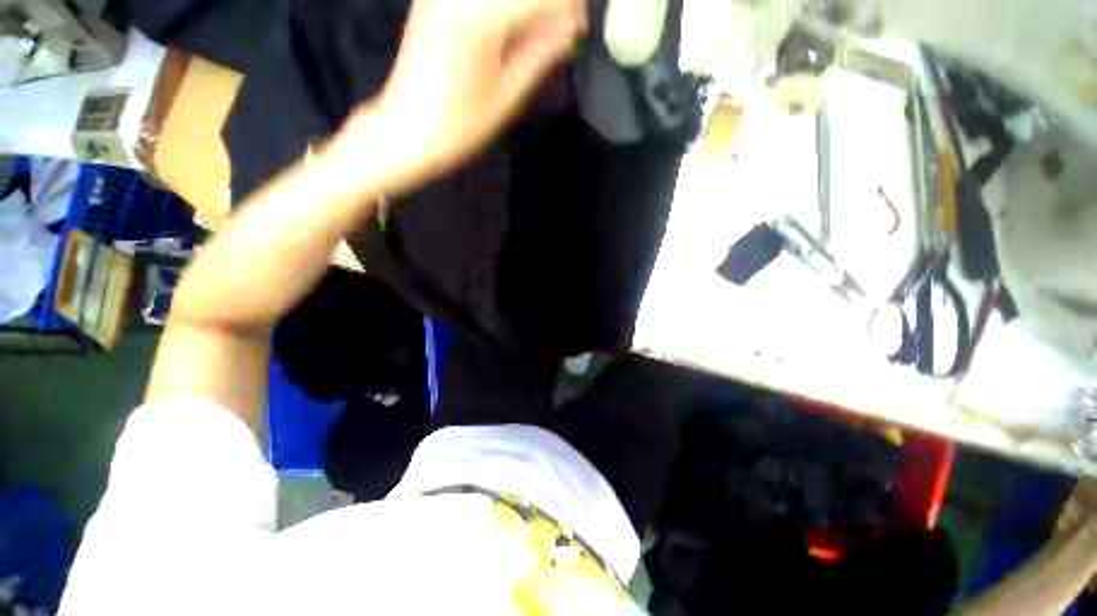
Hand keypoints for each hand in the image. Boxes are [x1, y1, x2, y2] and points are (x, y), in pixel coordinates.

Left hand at [341, 0, 585, 195]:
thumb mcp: (507, 97)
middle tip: (562, 28)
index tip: (580, 28)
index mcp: (478, 20)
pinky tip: (513, 28)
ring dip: (526, 7)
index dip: (568, 6)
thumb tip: (570, 29)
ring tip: (540, 32)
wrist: (408, 131)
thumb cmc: (460, 126)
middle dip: (549, 3)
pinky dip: (503, 9)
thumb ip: (539, 54)